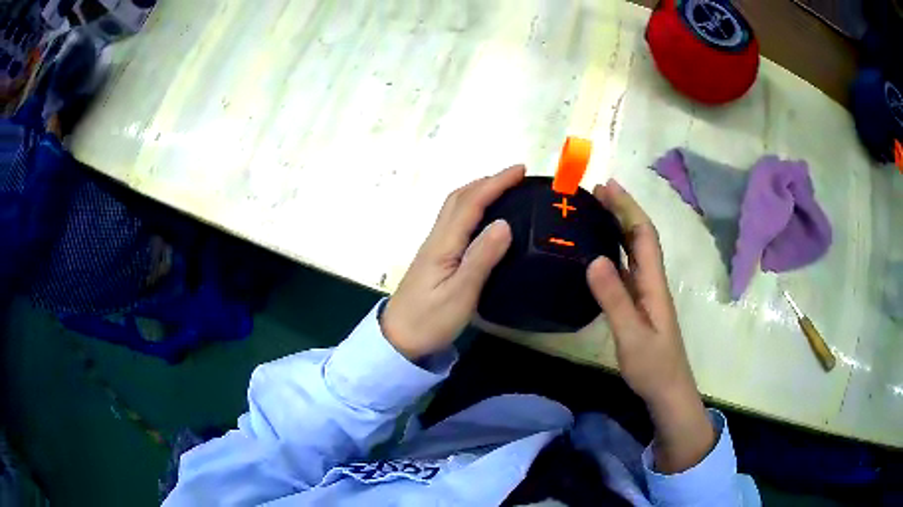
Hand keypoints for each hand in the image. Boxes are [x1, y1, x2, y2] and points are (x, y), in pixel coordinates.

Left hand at [381, 166, 524, 360]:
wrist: (398, 339)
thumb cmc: (430, 320)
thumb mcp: (461, 294)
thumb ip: (481, 258)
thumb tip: (504, 222)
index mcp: (444, 243)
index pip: (470, 203)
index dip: (495, 183)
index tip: (520, 170)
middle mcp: (437, 238)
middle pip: (458, 199)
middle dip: (487, 182)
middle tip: (515, 177)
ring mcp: (433, 248)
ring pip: (454, 208)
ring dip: (478, 192)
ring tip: (503, 191)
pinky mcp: (434, 258)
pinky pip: (454, 222)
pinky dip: (471, 208)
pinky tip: (483, 220)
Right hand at [587, 180, 713, 473]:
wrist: (668, 391)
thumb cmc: (653, 366)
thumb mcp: (631, 335)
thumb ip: (614, 299)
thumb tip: (595, 258)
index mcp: (653, 283)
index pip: (643, 235)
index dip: (627, 207)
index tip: (606, 186)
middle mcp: (652, 281)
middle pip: (640, 236)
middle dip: (622, 209)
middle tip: (596, 191)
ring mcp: (647, 293)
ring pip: (635, 250)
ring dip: (619, 225)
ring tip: (596, 211)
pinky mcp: (640, 304)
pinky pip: (628, 267)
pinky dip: (616, 250)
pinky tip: (602, 251)